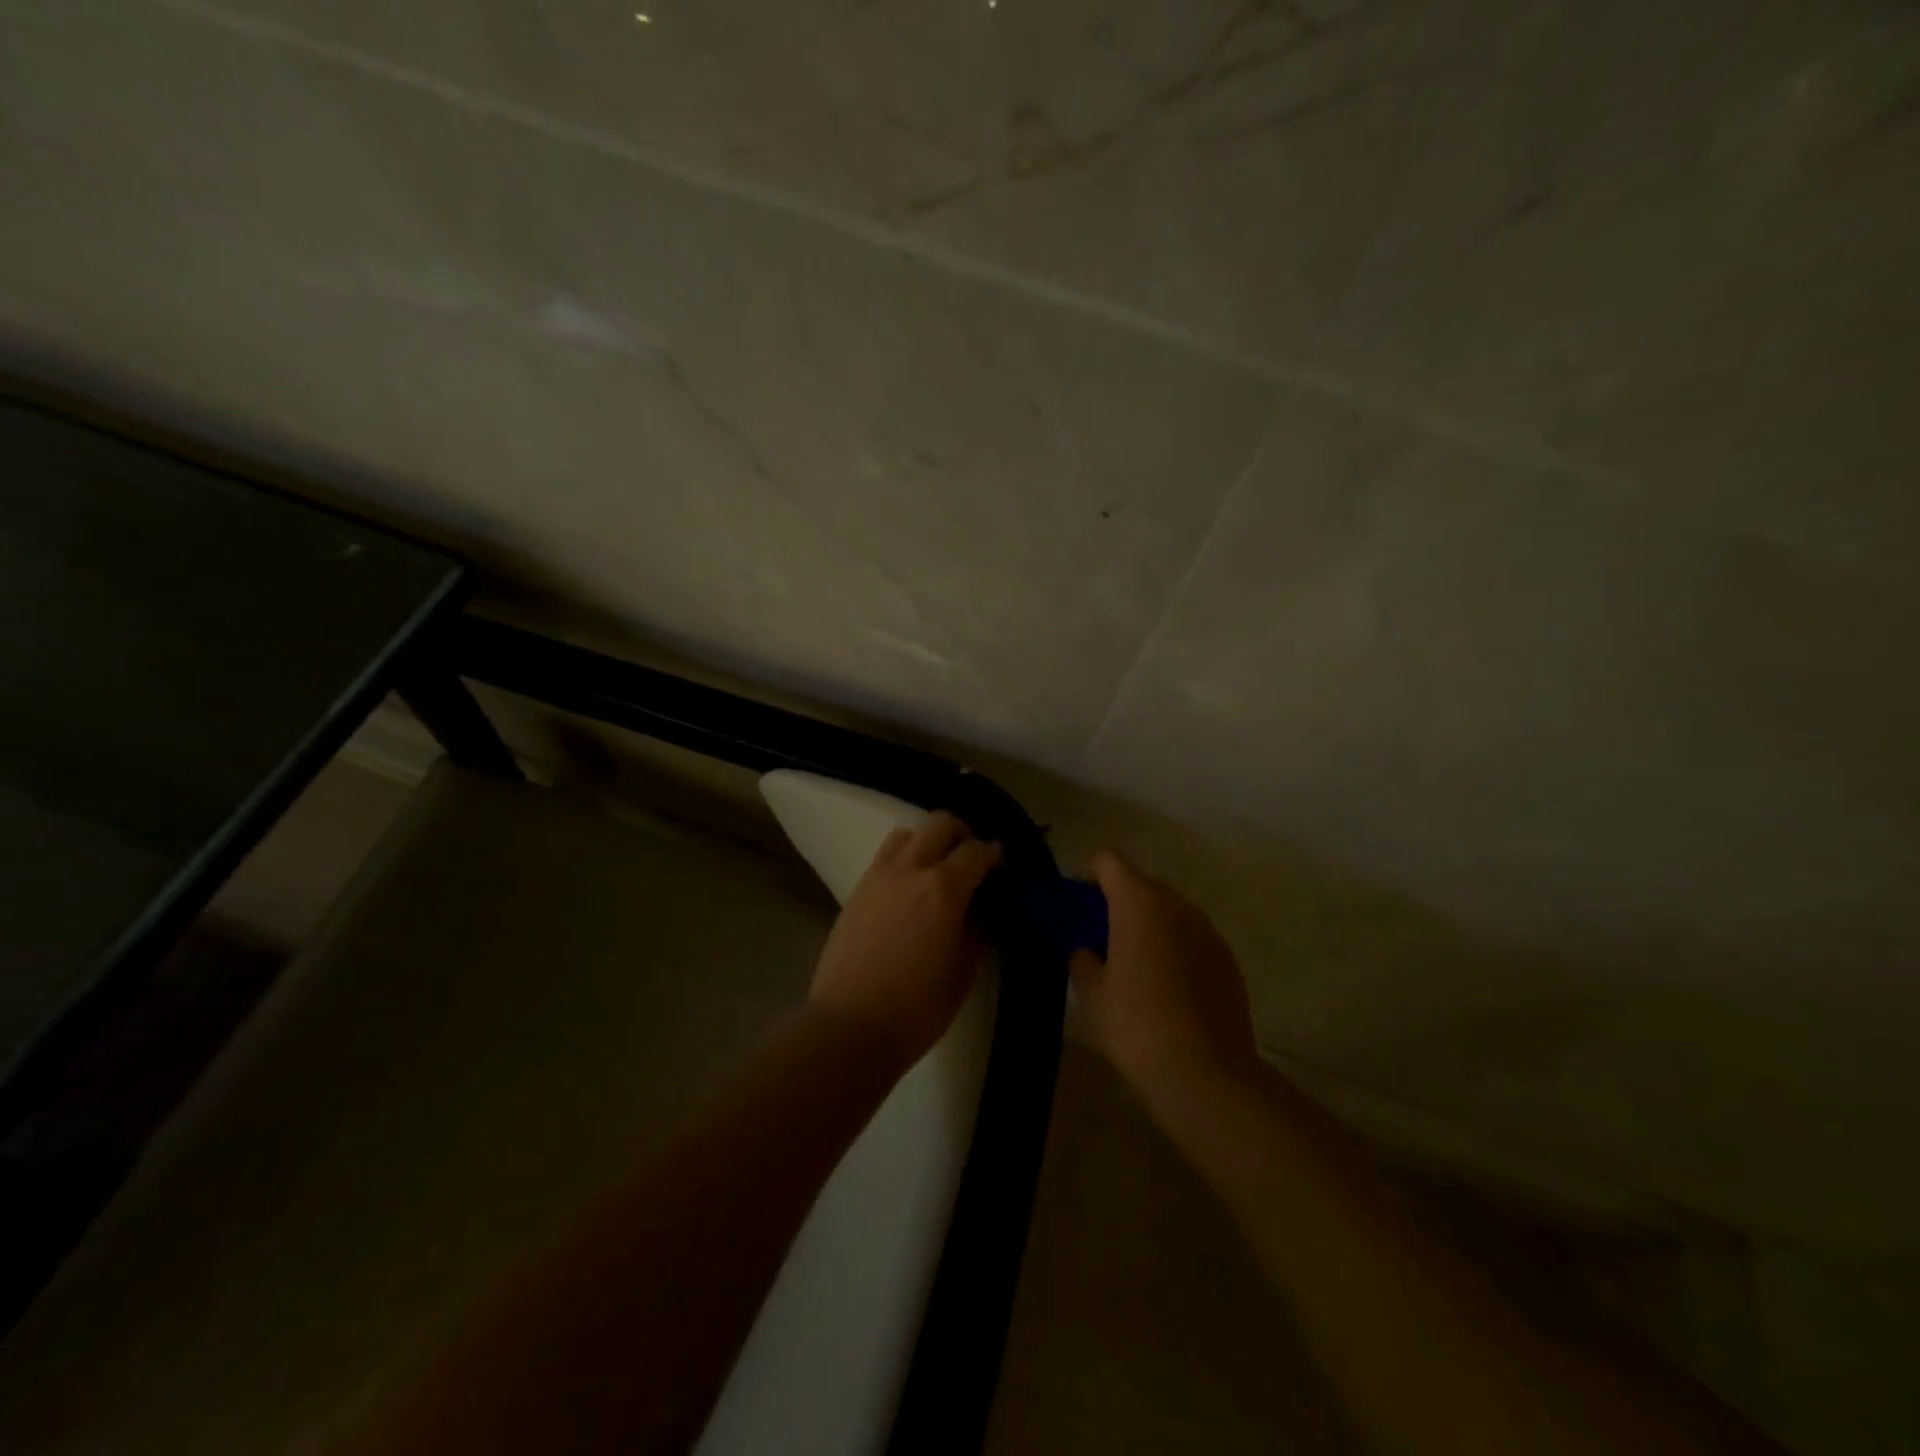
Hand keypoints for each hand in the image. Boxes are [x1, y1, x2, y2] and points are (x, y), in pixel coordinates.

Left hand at [809, 812, 999, 1072]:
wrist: (849, 1027)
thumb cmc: (916, 1008)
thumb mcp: (962, 972)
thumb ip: (977, 930)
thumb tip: (982, 908)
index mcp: (944, 889)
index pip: (977, 851)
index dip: (994, 855)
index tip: (1001, 869)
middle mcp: (910, 869)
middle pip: (940, 824)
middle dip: (962, 835)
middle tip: (971, 862)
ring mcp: (878, 876)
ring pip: (907, 833)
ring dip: (928, 842)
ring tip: (937, 871)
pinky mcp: (857, 890)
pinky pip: (885, 857)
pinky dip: (904, 859)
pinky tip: (909, 890)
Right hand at [1069, 850, 1258, 1114]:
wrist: (1206, 1074)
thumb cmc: (1136, 1025)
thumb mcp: (1091, 993)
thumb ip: (1082, 959)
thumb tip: (1088, 951)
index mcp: (1139, 902)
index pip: (1109, 860)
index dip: (1090, 874)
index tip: (1080, 905)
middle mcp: (1178, 905)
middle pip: (1142, 885)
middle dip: (1120, 904)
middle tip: (1103, 940)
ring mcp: (1209, 931)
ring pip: (1171, 913)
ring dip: (1151, 927)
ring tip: (1137, 968)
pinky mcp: (1229, 960)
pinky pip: (1194, 940)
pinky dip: (1177, 951)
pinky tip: (1169, 991)